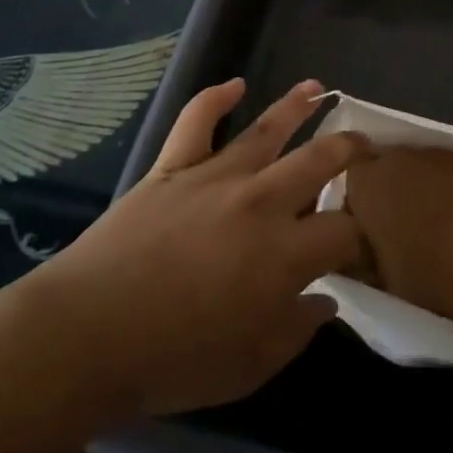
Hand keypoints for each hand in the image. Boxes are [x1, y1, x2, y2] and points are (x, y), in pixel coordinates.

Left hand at [42, 78, 367, 419]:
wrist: (87, 335)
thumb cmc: (172, 361)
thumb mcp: (249, 367)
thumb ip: (296, 331)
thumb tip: (324, 301)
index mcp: (286, 254)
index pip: (343, 231)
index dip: (359, 236)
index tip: (358, 246)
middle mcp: (261, 202)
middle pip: (319, 161)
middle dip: (350, 148)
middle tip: (365, 143)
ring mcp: (215, 177)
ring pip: (267, 130)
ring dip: (298, 106)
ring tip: (319, 88)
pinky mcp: (173, 167)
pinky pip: (197, 121)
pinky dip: (215, 98)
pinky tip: (234, 85)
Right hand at [341, 148, 452, 324]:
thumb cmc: (430, 272)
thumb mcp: (383, 278)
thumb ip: (364, 257)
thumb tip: (360, 253)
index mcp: (366, 184)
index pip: (349, 180)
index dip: (357, 204)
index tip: (366, 231)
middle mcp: (398, 156)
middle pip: (384, 167)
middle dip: (389, 190)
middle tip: (400, 227)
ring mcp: (438, 152)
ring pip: (420, 166)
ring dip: (423, 186)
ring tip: (438, 222)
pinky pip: (452, 170)